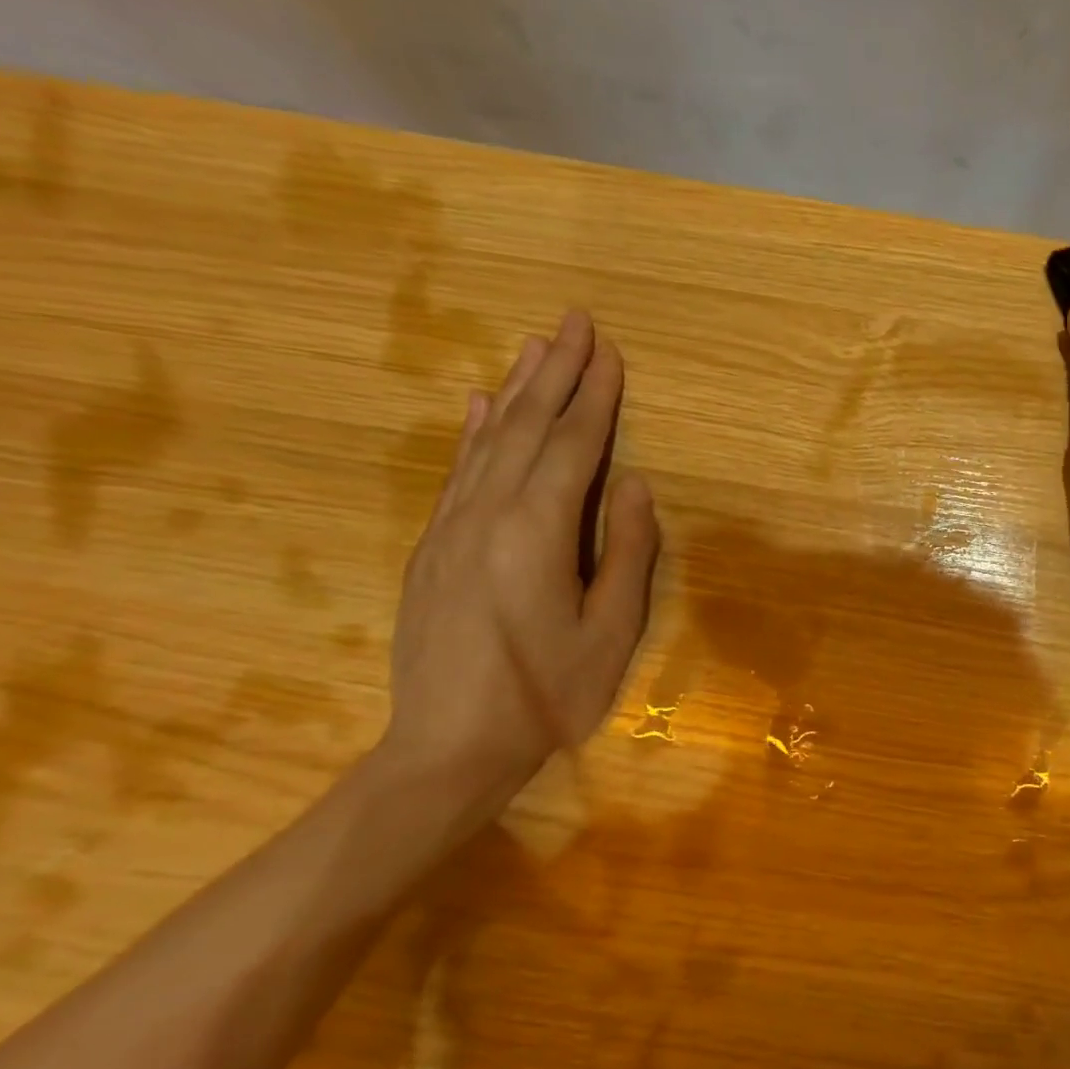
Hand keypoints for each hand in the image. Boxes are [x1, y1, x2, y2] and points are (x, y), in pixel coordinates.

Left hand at [382, 310, 658, 815]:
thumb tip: (637, 487)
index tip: (611, 352)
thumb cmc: (547, 697)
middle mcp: (488, 514)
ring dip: (517, 389)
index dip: (595, 398)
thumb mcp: (610, 633)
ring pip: (490, 441)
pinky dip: (475, 432)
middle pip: (528, 428)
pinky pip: (458, 472)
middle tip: (575, 321)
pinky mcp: (432, 547)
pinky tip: (483, 406)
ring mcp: (451, 528)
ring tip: (538, 346)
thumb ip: (627, 554)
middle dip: (557, 372)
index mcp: (537, 533)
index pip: (573, 447)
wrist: (448, 747)